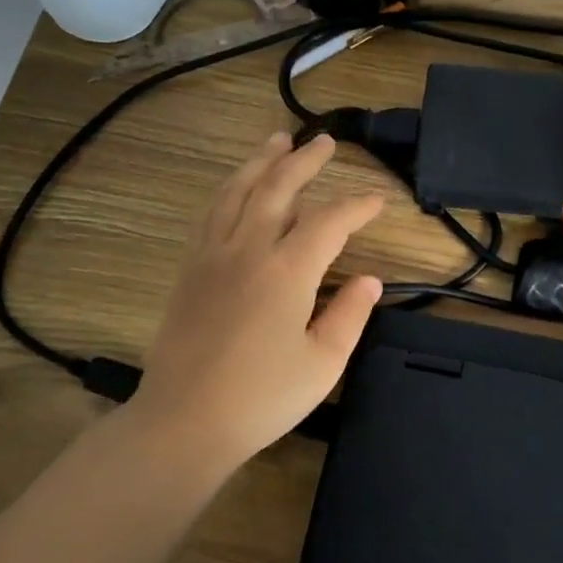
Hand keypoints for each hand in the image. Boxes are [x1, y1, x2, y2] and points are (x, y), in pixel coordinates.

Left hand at [127, 130, 383, 468]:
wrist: (184, 421)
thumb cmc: (262, 398)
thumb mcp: (323, 363)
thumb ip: (350, 315)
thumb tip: (370, 280)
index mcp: (287, 271)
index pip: (329, 221)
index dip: (357, 206)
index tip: (377, 200)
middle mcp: (248, 250)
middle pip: (277, 187)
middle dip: (304, 160)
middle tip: (324, 142)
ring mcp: (212, 256)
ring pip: (237, 192)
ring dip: (260, 162)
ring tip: (276, 141)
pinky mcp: (189, 270)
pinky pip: (211, 214)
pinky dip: (228, 190)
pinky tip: (235, 188)